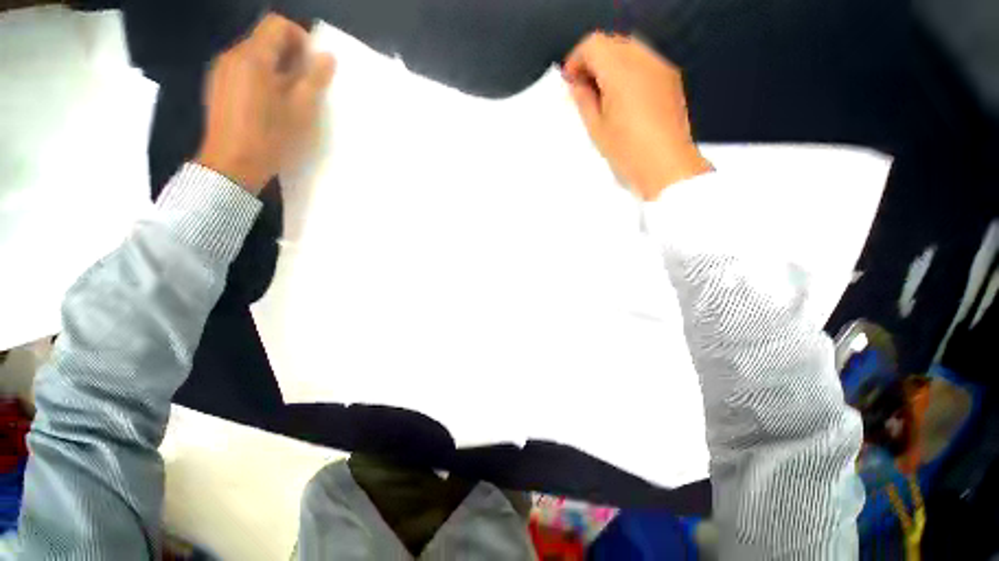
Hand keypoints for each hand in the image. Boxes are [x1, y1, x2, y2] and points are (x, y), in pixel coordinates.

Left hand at [196, 14, 335, 194]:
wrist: (232, 165)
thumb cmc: (271, 137)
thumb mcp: (301, 110)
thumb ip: (314, 79)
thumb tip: (327, 57)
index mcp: (253, 57)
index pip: (277, 25)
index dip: (300, 38)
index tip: (313, 64)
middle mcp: (233, 55)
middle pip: (265, 38)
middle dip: (290, 54)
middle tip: (306, 85)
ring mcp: (222, 70)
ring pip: (255, 54)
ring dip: (277, 67)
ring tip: (290, 97)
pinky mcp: (218, 85)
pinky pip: (244, 69)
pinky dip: (262, 76)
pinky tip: (270, 102)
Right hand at [563, 33, 710, 200]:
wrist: (667, 166)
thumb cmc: (628, 152)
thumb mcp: (596, 129)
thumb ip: (584, 100)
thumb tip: (577, 85)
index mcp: (621, 72)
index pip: (593, 45)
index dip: (576, 60)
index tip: (570, 81)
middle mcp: (643, 61)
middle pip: (611, 43)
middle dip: (593, 61)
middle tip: (583, 89)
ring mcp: (660, 68)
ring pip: (629, 50)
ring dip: (611, 65)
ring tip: (602, 95)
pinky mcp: (671, 79)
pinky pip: (644, 62)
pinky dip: (628, 71)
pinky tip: (623, 98)